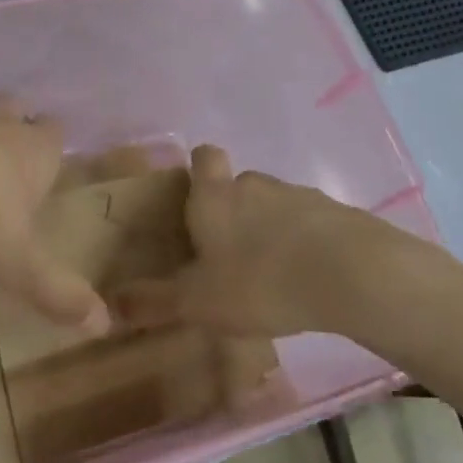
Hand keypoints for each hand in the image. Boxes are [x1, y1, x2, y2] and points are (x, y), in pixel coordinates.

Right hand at [111, 145, 436, 340]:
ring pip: (274, 205)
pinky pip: (309, 223)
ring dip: (268, 229)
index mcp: (216, 195)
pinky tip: (306, 279)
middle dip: (231, 211)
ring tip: (269, 273)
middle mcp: (255, 184)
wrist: (352, 274)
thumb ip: (155, 302)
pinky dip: (303, 243)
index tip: (194, 197)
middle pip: (238, 185)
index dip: (198, 169)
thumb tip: (110, 304)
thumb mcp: (199, 301)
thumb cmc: (260, 280)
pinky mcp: (336, 214)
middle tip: (226, 253)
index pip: (203, 157)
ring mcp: (299, 195)